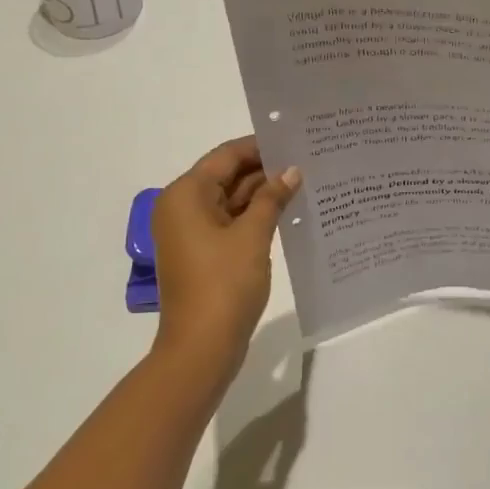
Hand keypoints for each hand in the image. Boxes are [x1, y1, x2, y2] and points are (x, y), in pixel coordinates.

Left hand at [151, 137, 300, 377]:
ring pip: (230, 201)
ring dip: (263, 195)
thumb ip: (272, 198)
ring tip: (305, 183)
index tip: (296, 140)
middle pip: (226, 176)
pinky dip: (255, 217)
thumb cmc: (224, 284)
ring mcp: (191, 233)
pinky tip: (288, 212)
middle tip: (307, 161)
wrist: (201, 347)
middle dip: (265, 171)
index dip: (260, 147)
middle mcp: (182, 207)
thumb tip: (291, 171)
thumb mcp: (252, 235)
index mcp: (186, 194)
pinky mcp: (202, 254)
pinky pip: (230, 223)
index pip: (226, 156)